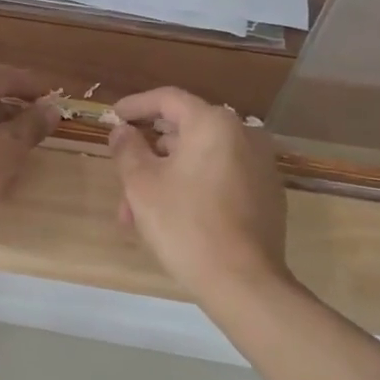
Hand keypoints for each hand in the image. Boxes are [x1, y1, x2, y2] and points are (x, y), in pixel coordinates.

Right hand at [109, 86, 291, 300]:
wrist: (242, 280)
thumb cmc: (184, 224)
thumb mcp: (141, 184)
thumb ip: (127, 149)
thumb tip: (122, 131)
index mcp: (213, 124)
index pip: (168, 99)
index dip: (136, 105)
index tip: (113, 116)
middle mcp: (243, 135)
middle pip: (184, 131)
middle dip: (148, 153)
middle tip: (121, 176)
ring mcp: (260, 165)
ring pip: (199, 159)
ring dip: (165, 176)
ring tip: (137, 212)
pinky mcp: (266, 193)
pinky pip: (219, 177)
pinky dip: (192, 187)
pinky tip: (170, 217)